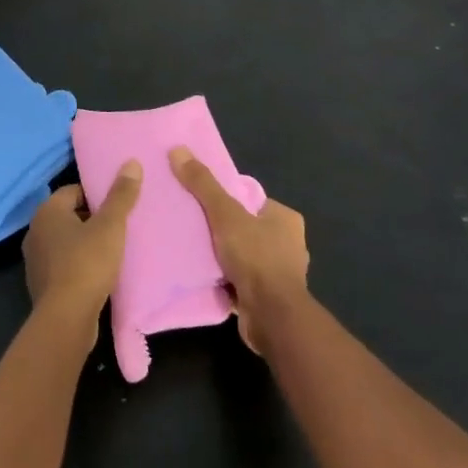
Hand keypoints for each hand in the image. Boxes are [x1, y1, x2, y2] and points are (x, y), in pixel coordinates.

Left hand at [23, 167, 141, 333]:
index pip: (73, 190)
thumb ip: (121, 195)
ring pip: (66, 242)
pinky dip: (79, 265)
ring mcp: (36, 260)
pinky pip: (63, 265)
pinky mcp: (42, 285)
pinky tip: (99, 275)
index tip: (117, 205)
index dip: (96, 195)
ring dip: (85, 244)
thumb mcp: (110, 226)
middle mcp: (36, 231)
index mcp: (47, 211)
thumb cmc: (87, 263)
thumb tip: (131, 163)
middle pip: (69, 216)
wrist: (66, 318)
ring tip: (113, 250)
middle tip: (119, 226)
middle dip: (92, 219)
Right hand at [171, 146, 309, 352]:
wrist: (272, 317)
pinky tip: (205, 276)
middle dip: (224, 230)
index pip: (251, 200)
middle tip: (194, 227)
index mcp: (285, 218)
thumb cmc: (255, 257)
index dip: (227, 200)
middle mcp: (289, 244)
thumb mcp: (225, 214)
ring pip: (244, 255)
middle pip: (246, 228)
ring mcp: (281, 273)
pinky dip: (226, 278)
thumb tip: (178, 149)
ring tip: (195, 251)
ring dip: (224, 257)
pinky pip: (242, 280)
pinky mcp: (269, 298)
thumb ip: (203, 184)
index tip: (203, 204)